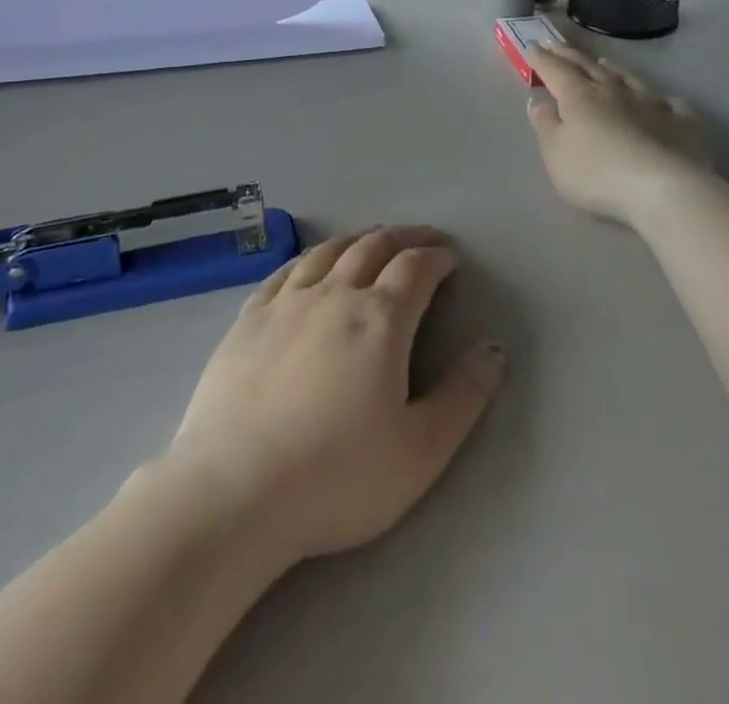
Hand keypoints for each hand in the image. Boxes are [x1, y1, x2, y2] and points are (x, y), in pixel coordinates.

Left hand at [159, 227, 504, 566]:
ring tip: (371, 241)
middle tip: (421, 239)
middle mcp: (334, 294)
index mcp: (380, 319)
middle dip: (403, 237)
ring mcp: (286, 301)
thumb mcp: (420, 451)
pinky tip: (311, 264)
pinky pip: (285, 269)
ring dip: (358, 239)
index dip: (437, 257)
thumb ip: (463, 397)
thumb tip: (493, 349)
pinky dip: (310, 257)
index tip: (450, 258)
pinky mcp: (248, 317)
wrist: (234, 491)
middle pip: (373, 247)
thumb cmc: (336, 477)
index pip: (415, 268)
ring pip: (328, 250)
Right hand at [526, 44, 712, 227]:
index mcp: (579, 97)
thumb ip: (545, 124)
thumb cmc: (597, 173)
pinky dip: (663, 100)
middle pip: (589, 68)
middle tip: (557, 44)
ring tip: (604, 62)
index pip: (555, 70)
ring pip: (629, 78)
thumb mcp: (555, 153)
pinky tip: (665, 102)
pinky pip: (672, 105)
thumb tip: (538, 99)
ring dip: (613, 69)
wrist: (663, 189)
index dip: (542, 58)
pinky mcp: (683, 123)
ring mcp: (652, 104)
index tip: (531, 45)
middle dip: (570, 55)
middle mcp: (615, 92)